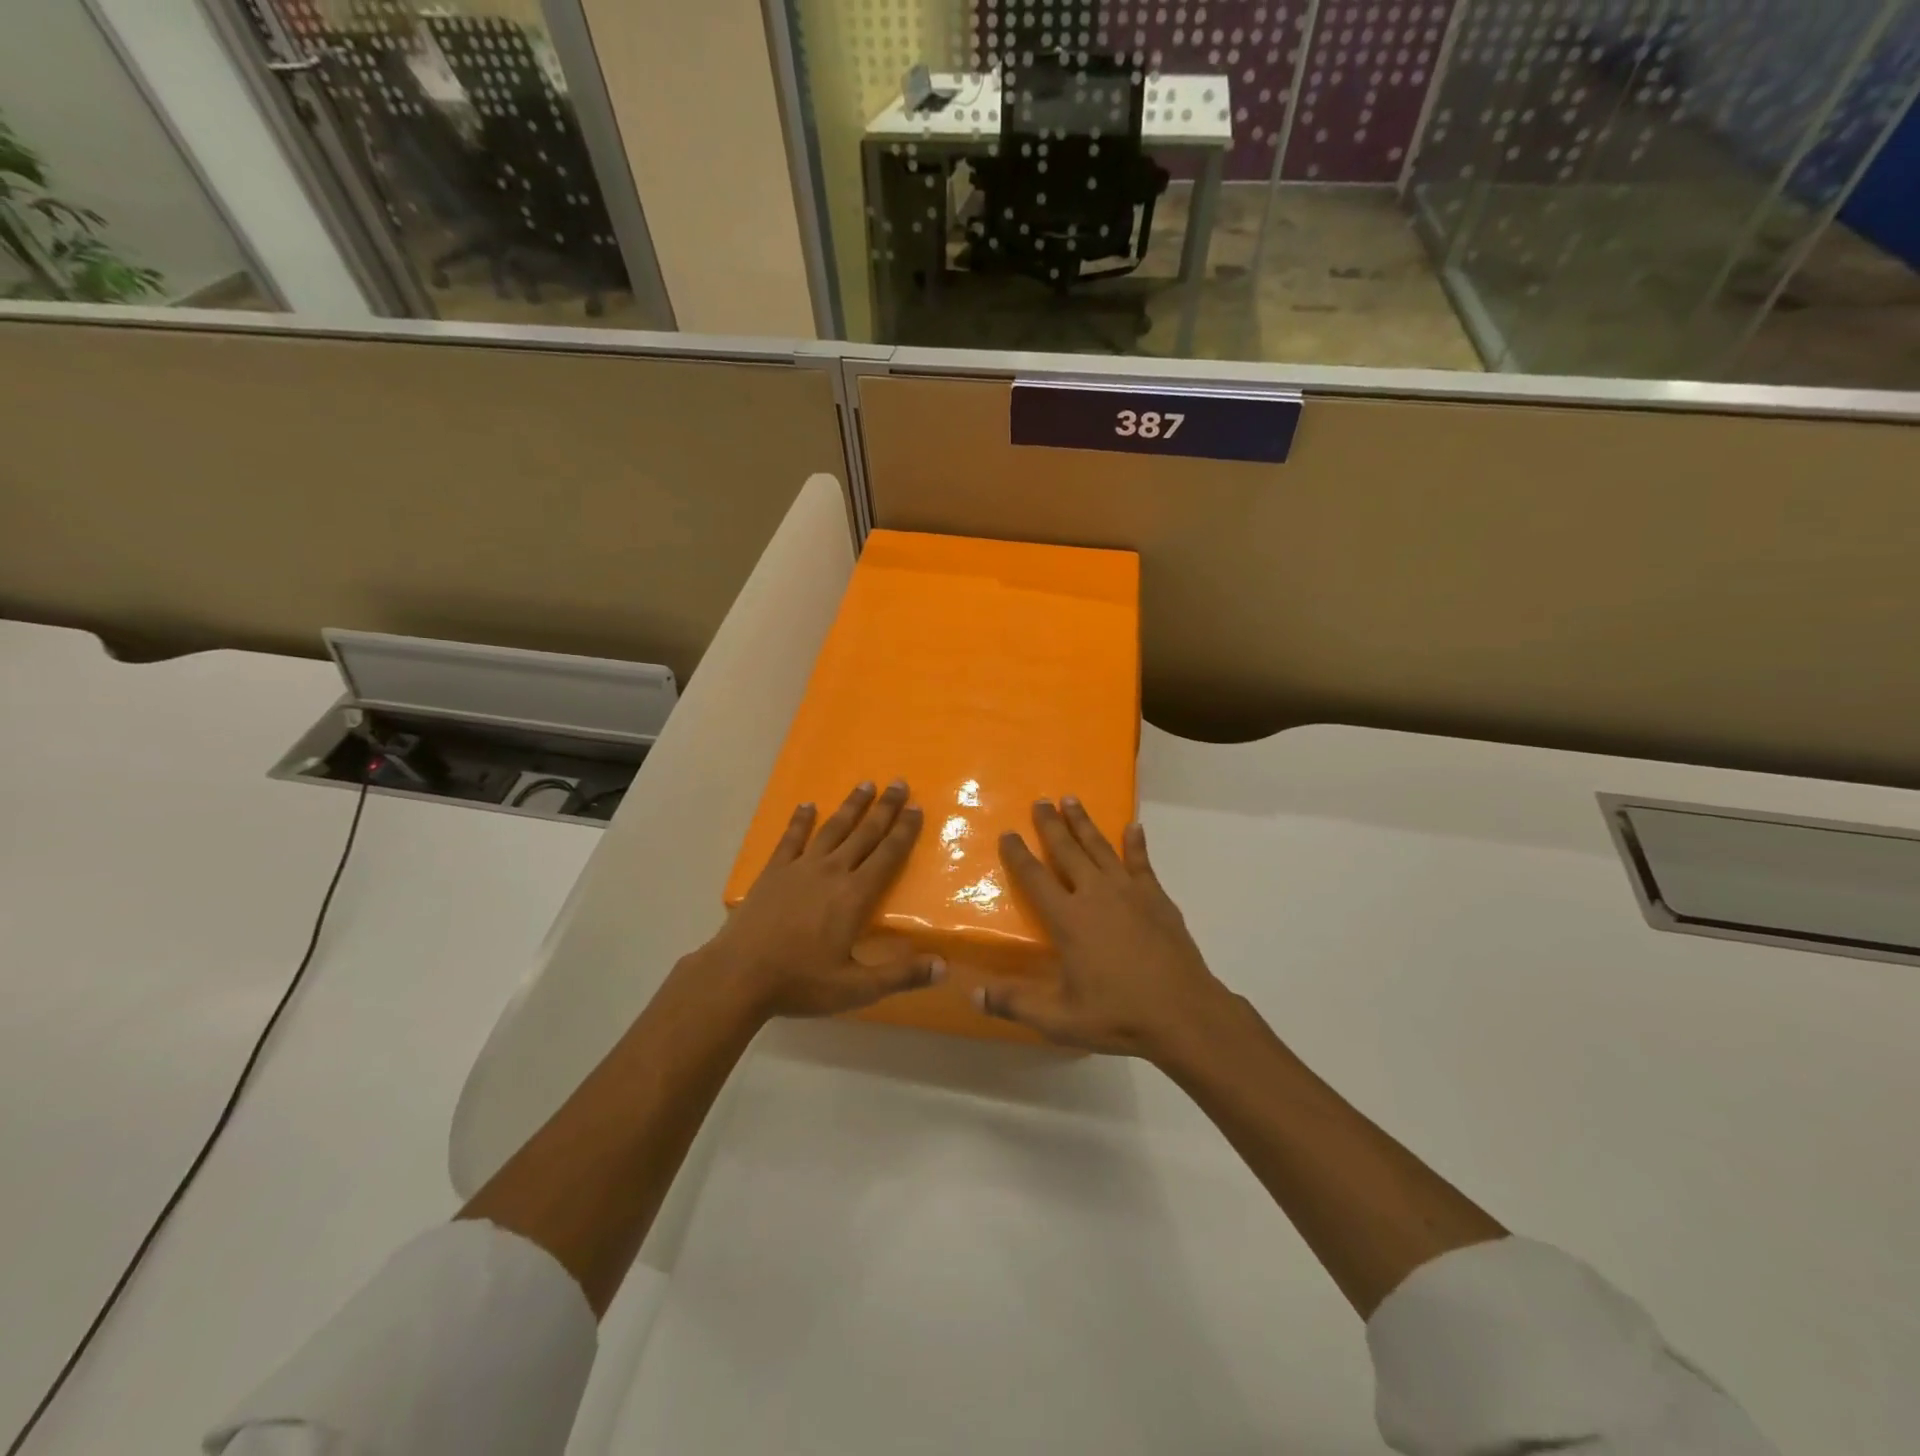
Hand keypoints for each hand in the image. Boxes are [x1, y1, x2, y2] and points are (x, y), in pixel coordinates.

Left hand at [698, 780, 941, 1019]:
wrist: (738, 975)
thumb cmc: (800, 982)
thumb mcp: (856, 988)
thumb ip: (900, 976)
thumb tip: (943, 967)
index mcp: (854, 896)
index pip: (887, 856)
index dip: (904, 831)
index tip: (917, 807)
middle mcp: (831, 872)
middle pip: (864, 833)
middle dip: (885, 808)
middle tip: (900, 783)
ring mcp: (799, 868)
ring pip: (832, 829)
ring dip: (851, 806)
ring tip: (865, 784)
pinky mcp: (773, 872)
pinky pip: (791, 839)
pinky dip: (800, 821)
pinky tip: (807, 805)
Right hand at [978, 797, 1229, 1060]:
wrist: (1183, 1012)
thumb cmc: (1118, 1015)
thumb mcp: (1060, 1020)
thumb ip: (1015, 1004)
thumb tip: (972, 994)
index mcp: (1068, 919)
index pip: (1035, 878)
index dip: (1018, 854)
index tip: (1008, 833)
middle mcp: (1095, 894)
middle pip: (1067, 851)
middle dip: (1051, 825)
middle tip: (1040, 801)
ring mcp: (1129, 891)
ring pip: (1100, 847)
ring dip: (1084, 823)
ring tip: (1071, 800)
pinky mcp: (1156, 897)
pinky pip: (1141, 862)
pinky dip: (1135, 843)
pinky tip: (1133, 826)